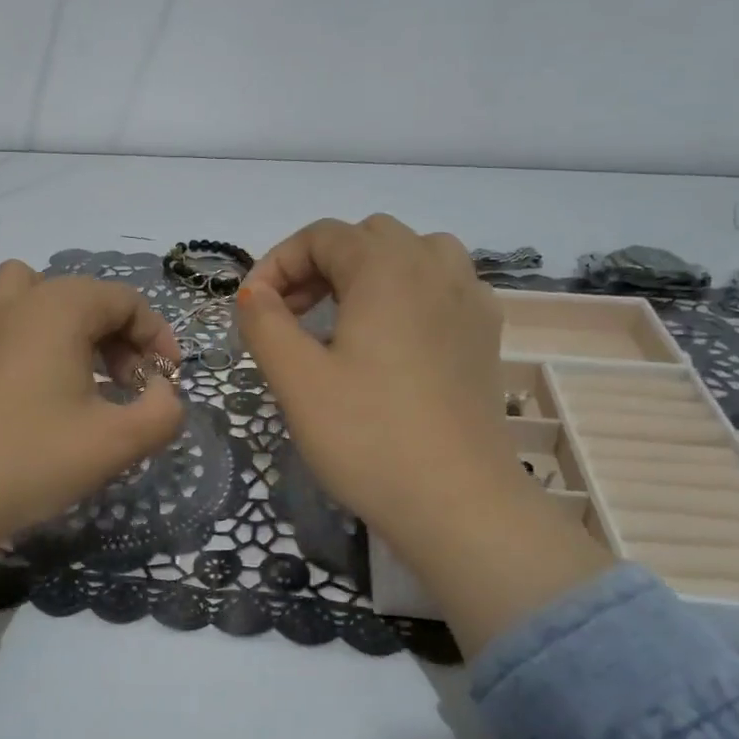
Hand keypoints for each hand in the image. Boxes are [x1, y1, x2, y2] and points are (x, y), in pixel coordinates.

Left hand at [0, 262, 184, 591]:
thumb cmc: (34, 459)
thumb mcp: (118, 441)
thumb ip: (162, 411)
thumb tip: (160, 392)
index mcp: (57, 308)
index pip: (125, 301)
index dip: (157, 337)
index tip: (168, 380)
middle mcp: (16, 302)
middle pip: (85, 296)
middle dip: (120, 335)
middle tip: (131, 385)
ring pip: (39, 299)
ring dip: (73, 326)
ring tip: (86, 375)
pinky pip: (9, 323)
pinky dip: (37, 339)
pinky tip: (44, 389)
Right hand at [236, 215, 613, 653]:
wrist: (457, 503)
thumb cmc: (367, 436)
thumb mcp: (297, 379)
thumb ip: (264, 323)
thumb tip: (253, 292)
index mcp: (387, 268)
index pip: (323, 236)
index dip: (278, 263)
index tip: (254, 309)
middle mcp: (436, 268)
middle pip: (368, 238)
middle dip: (321, 265)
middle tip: (292, 316)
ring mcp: (470, 301)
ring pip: (414, 255)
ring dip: (370, 273)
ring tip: (345, 319)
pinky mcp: (486, 337)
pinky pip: (444, 287)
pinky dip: (410, 295)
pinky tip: (394, 340)